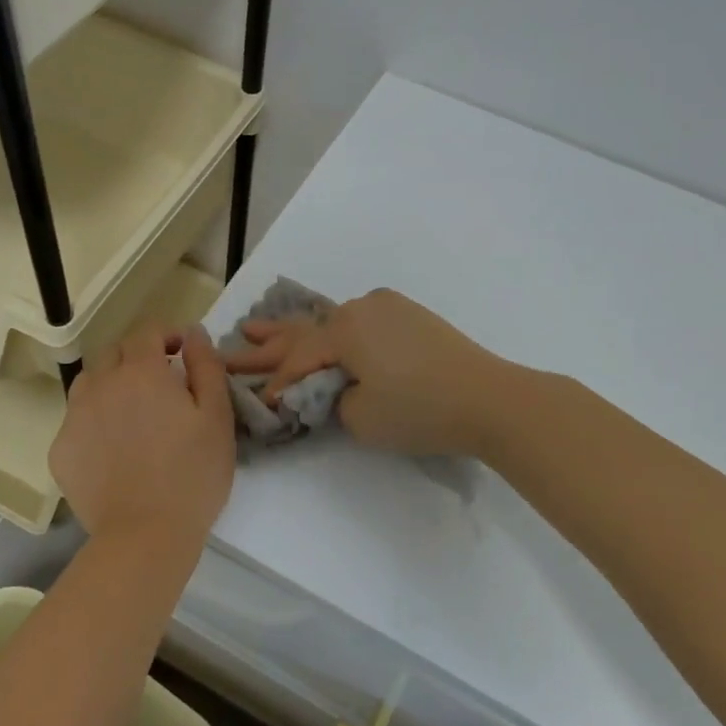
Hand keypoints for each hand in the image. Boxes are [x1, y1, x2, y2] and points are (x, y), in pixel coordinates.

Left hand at [50, 324, 235, 547]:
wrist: (145, 535)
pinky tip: (113, 447)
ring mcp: (75, 417)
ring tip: (131, 411)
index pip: (147, 332)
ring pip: (89, 382)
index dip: (166, 335)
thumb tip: (193, 334)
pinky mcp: (60, 450)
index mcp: (141, 372)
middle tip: (161, 382)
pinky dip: (94, 421)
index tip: (182, 352)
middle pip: (113, 352)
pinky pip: (76, 420)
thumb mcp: (217, 417)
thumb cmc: (192, 475)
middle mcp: (101, 385)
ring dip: (110, 383)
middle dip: (137, 356)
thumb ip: (206, 367)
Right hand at [222, 289, 510, 457]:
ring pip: (331, 324)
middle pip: (305, 331)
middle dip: (268, 342)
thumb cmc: (420, 410)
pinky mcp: (410, 317)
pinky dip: (334, 333)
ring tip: (257, 326)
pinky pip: (358, 323)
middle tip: (234, 338)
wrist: (491, 399)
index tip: (260, 404)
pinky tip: (317, 328)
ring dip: (298, 332)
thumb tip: (332, 388)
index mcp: (345, 329)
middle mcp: (361, 308)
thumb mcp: (361, 417)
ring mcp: (388, 308)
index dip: (277, 385)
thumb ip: (331, 400)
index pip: (299, 360)